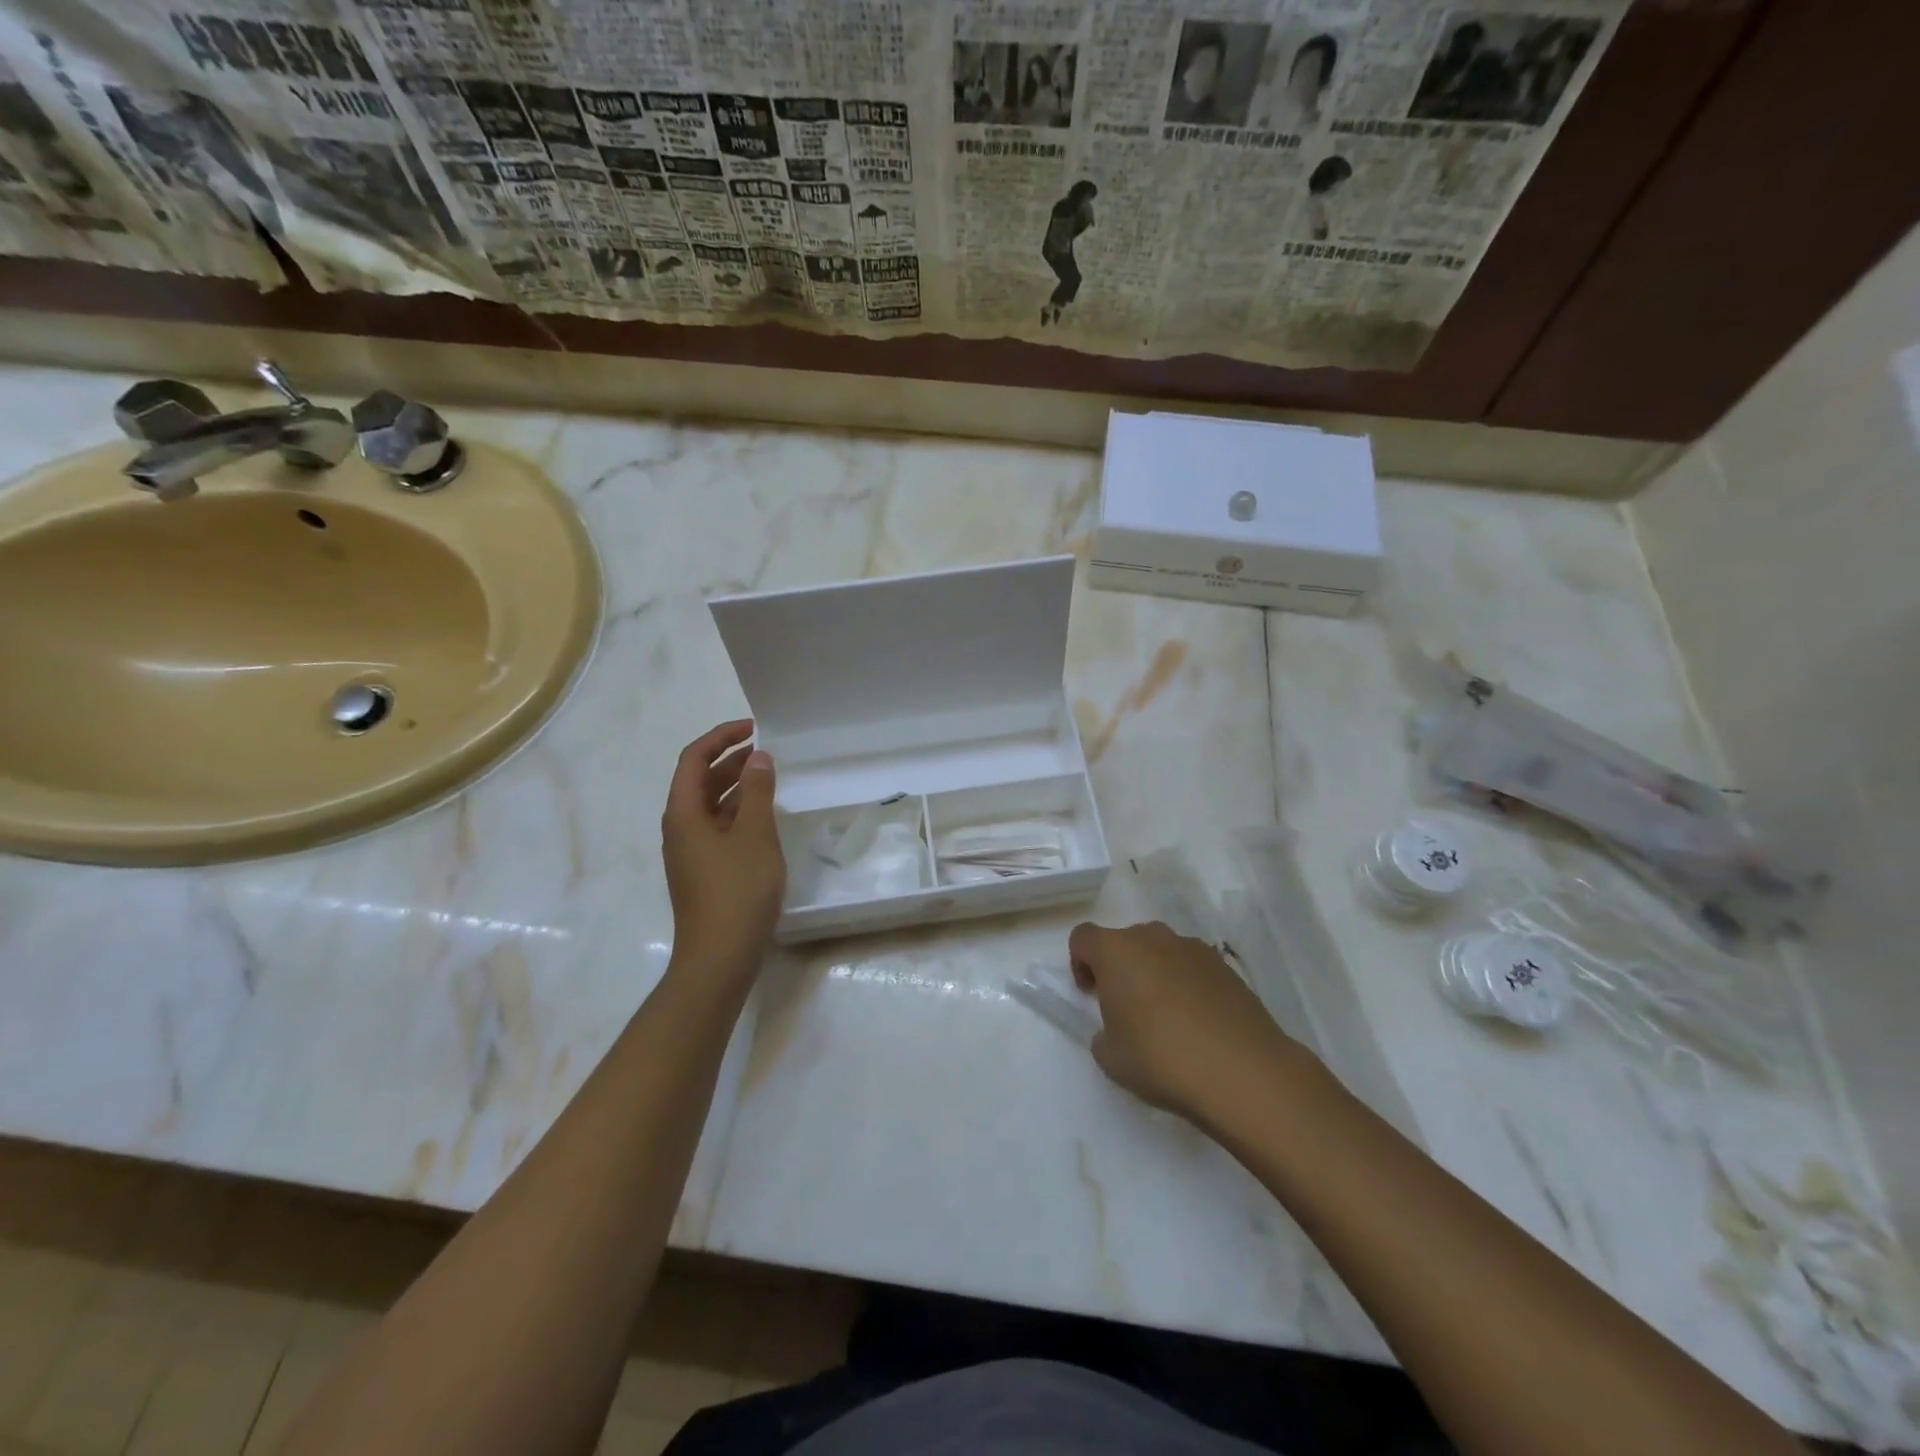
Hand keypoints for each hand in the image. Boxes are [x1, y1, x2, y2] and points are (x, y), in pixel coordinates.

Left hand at [662, 720, 785, 987]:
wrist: (719, 957)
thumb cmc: (736, 890)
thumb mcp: (755, 835)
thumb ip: (758, 792)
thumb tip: (758, 758)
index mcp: (683, 813)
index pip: (693, 759)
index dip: (721, 737)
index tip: (754, 729)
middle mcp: (680, 827)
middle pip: (700, 781)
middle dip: (731, 760)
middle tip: (767, 751)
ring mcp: (691, 852)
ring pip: (711, 806)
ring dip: (737, 787)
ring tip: (771, 778)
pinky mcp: (705, 871)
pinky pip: (719, 828)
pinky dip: (740, 813)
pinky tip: (765, 817)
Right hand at [1069, 921, 1298, 1125]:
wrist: (1243, 1072)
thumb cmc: (1162, 1059)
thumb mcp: (1111, 1058)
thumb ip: (1104, 1034)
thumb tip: (1120, 1028)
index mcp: (1117, 951)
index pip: (1083, 937)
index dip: (1080, 963)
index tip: (1091, 995)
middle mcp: (1153, 938)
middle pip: (1125, 940)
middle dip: (1121, 967)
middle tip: (1127, 1008)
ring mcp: (1194, 949)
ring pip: (1162, 951)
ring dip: (1155, 973)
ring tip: (1167, 1018)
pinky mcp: (1227, 967)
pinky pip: (1193, 967)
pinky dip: (1188, 985)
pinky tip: (1198, 1024)